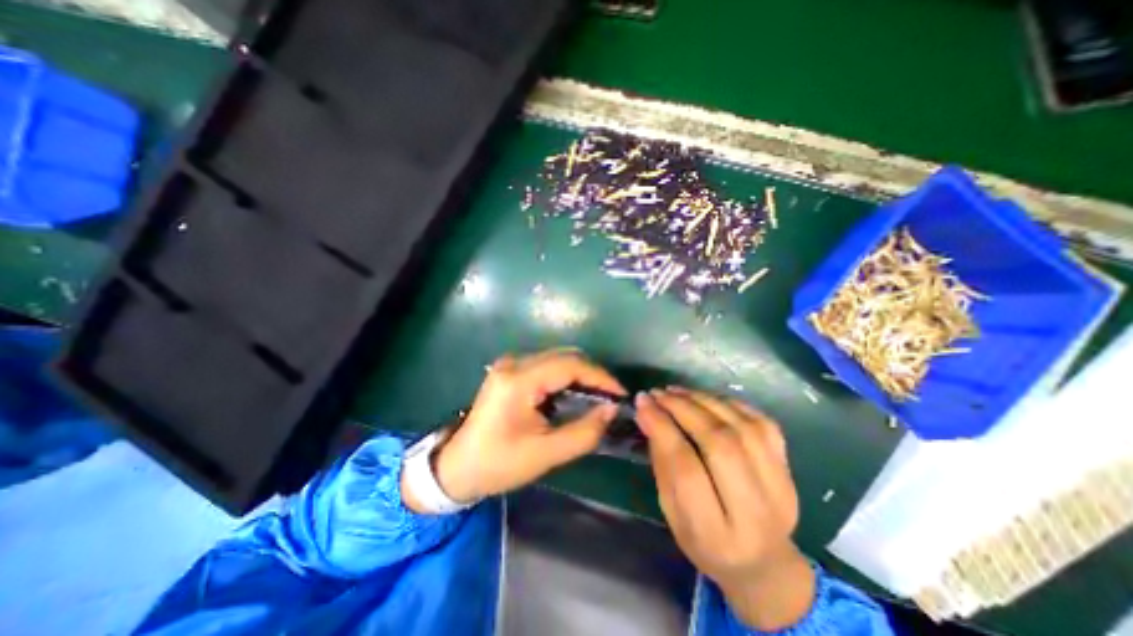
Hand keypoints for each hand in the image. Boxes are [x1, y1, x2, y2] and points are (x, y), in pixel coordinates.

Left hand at [403, 349, 622, 509]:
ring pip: (557, 358)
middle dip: (592, 374)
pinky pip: (547, 365)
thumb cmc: (499, 464)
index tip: (620, 395)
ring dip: (580, 374)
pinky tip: (574, 395)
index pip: (570, 365)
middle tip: (610, 397)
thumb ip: (584, 432)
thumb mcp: (546, 453)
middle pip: (565, 355)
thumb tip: (611, 410)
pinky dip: (566, 377)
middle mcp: (514, 362)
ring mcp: (510, 363)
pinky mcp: (510, 370)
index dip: (600, 376)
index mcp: (519, 380)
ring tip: (597, 397)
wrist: (457, 466)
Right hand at [637, 388, 813, 630]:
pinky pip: (761, 423)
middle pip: (719, 444)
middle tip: (658, 393)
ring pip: (741, 428)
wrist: (763, 564)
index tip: (643, 402)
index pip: (686, 469)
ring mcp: (780, 488)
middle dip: (683, 409)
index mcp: (715, 533)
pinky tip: (707, 398)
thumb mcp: (671, 510)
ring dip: (704, 401)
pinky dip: (730, 403)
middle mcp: (754, 512)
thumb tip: (647, 414)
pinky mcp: (789, 469)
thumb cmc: (705, 541)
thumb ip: (661, 461)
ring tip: (677, 392)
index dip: (662, 428)